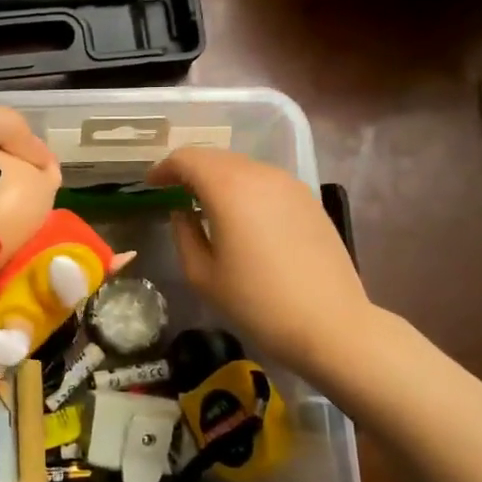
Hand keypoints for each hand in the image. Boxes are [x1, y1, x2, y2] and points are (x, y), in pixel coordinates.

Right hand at [148, 147, 376, 374]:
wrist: (330, 324)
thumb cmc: (257, 303)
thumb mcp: (202, 274)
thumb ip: (184, 233)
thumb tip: (182, 212)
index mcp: (228, 188)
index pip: (187, 158)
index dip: (164, 167)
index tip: (151, 184)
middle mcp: (260, 174)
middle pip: (216, 157)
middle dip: (190, 170)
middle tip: (173, 192)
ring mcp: (290, 184)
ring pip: (243, 167)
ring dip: (219, 177)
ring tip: (205, 204)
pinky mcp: (309, 200)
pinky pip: (266, 181)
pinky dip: (244, 188)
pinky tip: (241, 215)